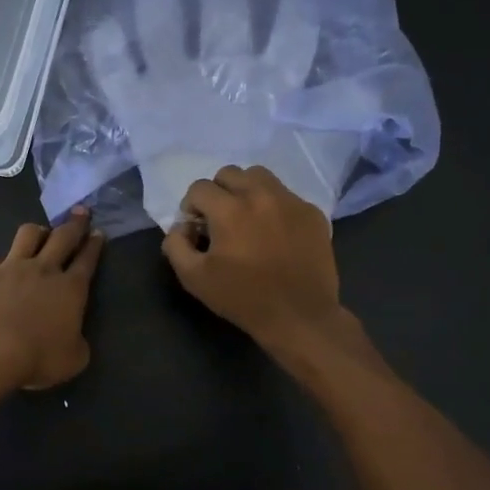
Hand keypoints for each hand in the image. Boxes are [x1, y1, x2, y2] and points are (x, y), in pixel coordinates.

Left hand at [0, 209, 104, 390]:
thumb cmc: (36, 357)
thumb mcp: (72, 360)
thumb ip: (77, 343)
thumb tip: (73, 337)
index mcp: (71, 289)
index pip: (87, 260)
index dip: (94, 245)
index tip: (98, 233)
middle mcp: (44, 270)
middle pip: (63, 237)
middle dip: (75, 223)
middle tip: (80, 212)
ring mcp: (12, 267)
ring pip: (28, 235)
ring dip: (39, 231)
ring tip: (41, 232)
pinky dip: (3, 264)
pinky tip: (0, 271)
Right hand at [162, 165, 345, 349]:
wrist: (299, 316)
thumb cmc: (243, 298)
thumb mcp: (194, 279)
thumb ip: (176, 245)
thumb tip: (180, 227)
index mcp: (230, 210)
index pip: (199, 188)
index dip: (191, 207)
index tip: (197, 229)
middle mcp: (261, 195)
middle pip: (229, 173)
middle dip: (217, 193)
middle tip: (219, 220)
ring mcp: (291, 201)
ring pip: (260, 176)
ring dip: (245, 190)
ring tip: (247, 218)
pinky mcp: (312, 213)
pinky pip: (286, 195)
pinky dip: (274, 206)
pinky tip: (274, 233)